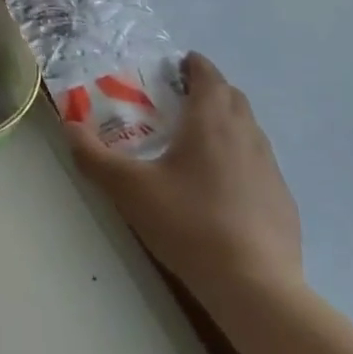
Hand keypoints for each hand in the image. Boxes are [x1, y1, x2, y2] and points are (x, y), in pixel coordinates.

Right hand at [68, 53, 302, 303]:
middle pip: (231, 97)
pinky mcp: (283, 200)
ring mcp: (270, 168)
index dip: (192, 65)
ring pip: (248, 130)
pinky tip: (220, 190)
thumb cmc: (189, 224)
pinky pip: (259, 164)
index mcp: (211, 121)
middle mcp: (246, 134)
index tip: (174, 67)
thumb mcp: (128, 189)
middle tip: (177, 104)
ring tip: (196, 145)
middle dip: (208, 91)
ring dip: (226, 124)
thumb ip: (93, 156)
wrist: (255, 287)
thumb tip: (70, 126)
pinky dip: (240, 161)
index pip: (208, 74)